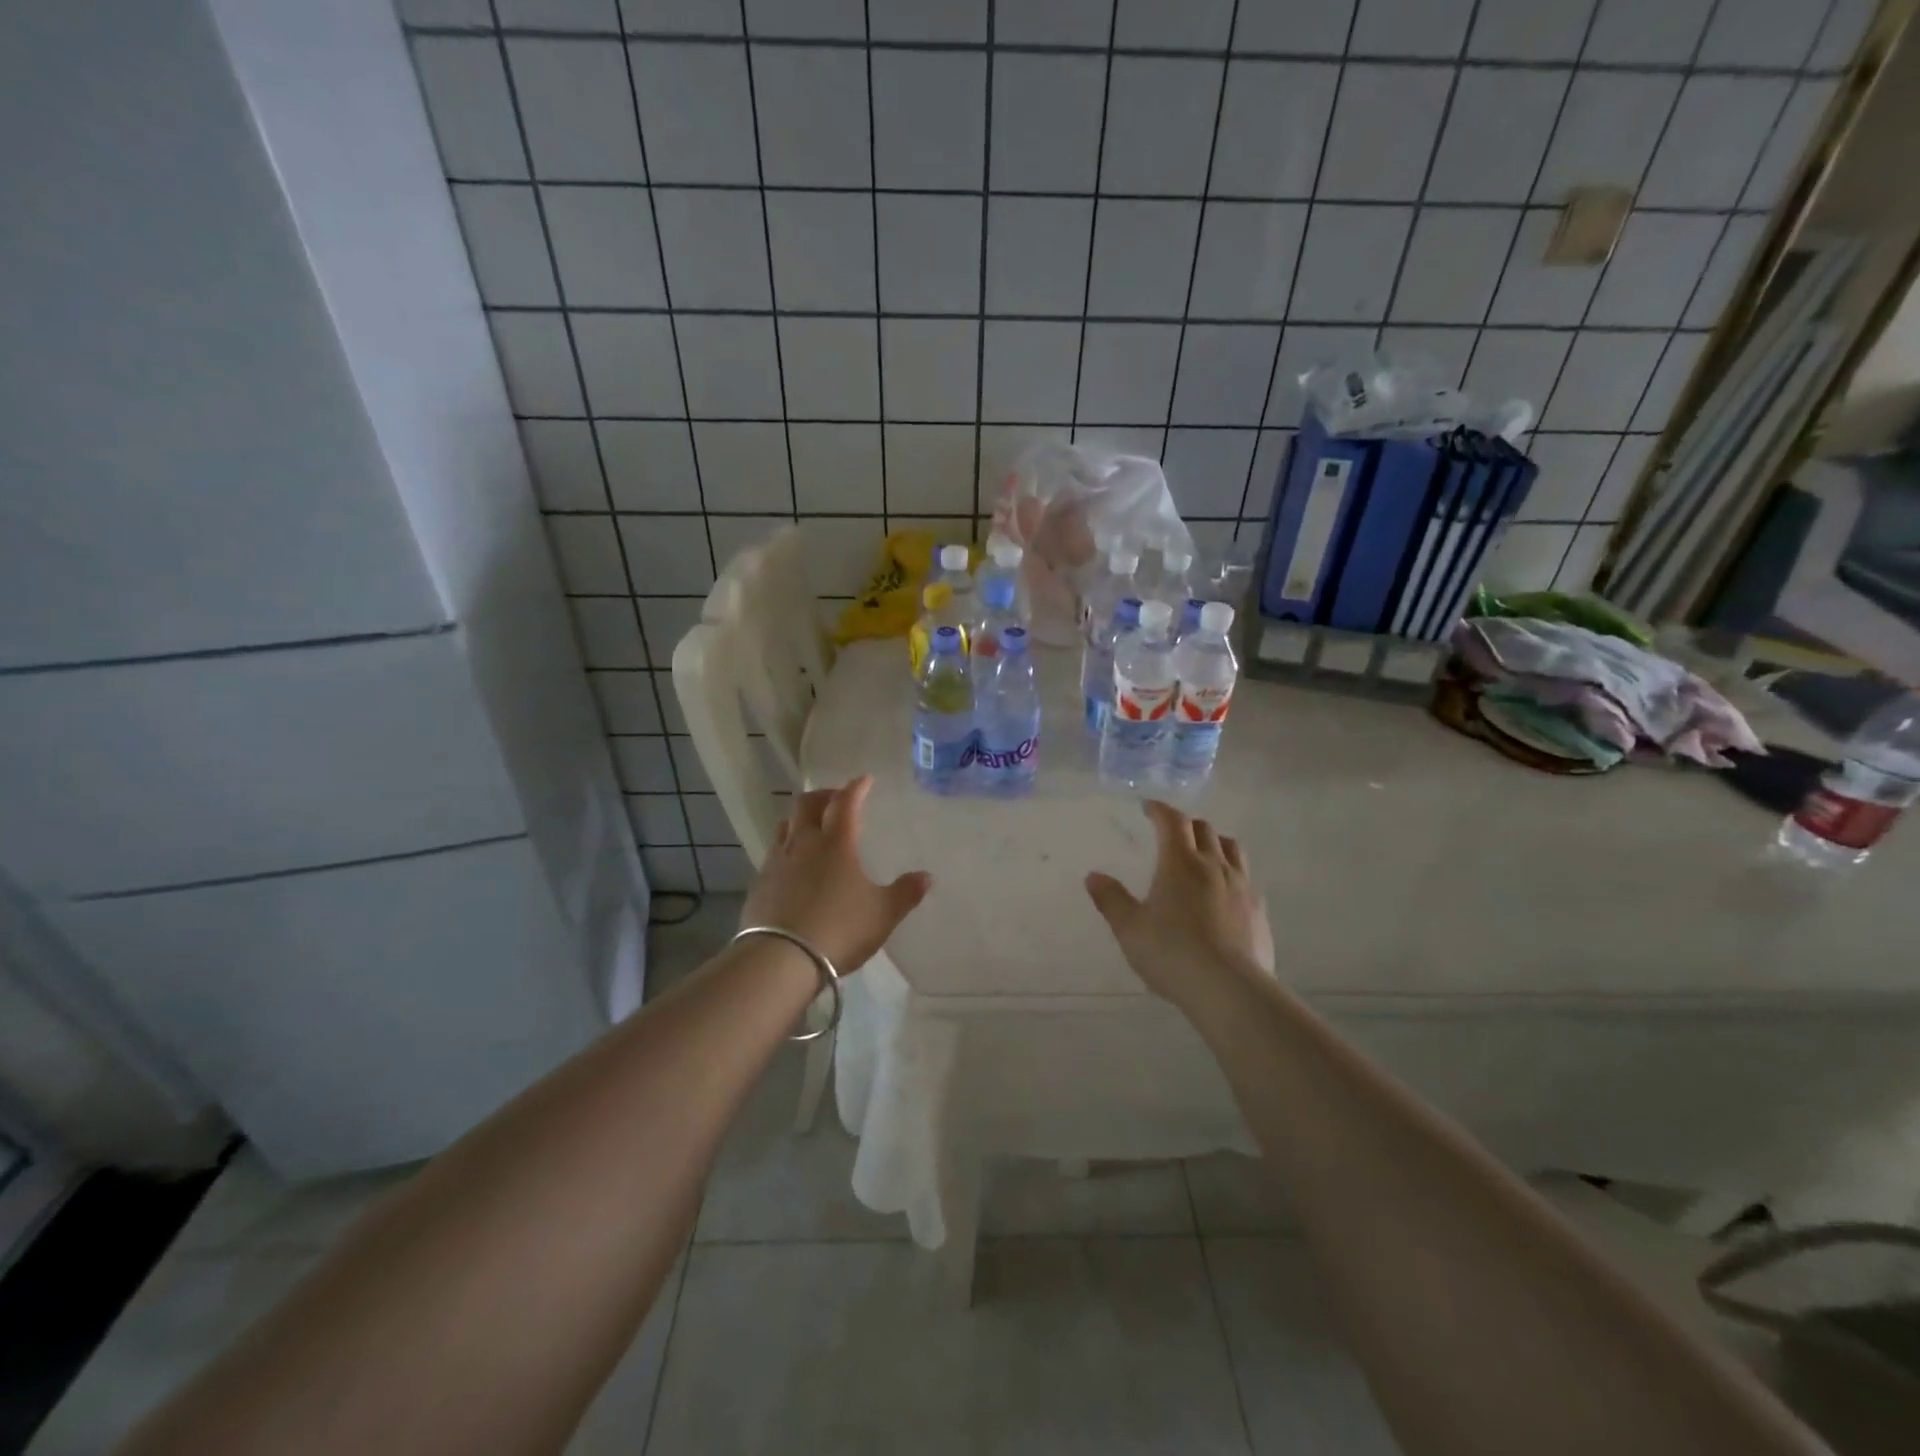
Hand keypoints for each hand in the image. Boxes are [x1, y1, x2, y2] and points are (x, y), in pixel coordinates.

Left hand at [741, 776, 931, 972]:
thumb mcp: (883, 914)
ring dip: (800, 818)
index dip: (856, 788)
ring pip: (786, 825)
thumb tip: (926, 877)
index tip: (864, 780)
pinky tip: (793, 863)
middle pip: (807, 804)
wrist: (780, 959)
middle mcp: (804, 843)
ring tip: (811, 825)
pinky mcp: (759, 883)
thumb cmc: (839, 929)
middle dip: (824, 795)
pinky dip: (787, 846)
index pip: (845, 802)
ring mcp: (777, 861)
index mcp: (836, 842)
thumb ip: (905, 893)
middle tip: (836, 798)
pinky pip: (774, 852)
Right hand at [1085, 801, 1274, 1005]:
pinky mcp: (1258, 909)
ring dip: (1214, 841)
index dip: (1159, 810)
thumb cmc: (1172, 953)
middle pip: (1204, 829)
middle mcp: (1214, 865)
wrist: (1229, 988)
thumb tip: (1093, 876)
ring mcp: (1241, 885)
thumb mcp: (1130, 929)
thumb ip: (1110, 899)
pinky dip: (1231, 871)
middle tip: (1171, 832)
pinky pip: (1246, 876)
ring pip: (1231, 848)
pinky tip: (1224, 890)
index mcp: (1180, 863)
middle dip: (1185, 824)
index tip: (1148, 807)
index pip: (1172, 821)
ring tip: (1202, 852)